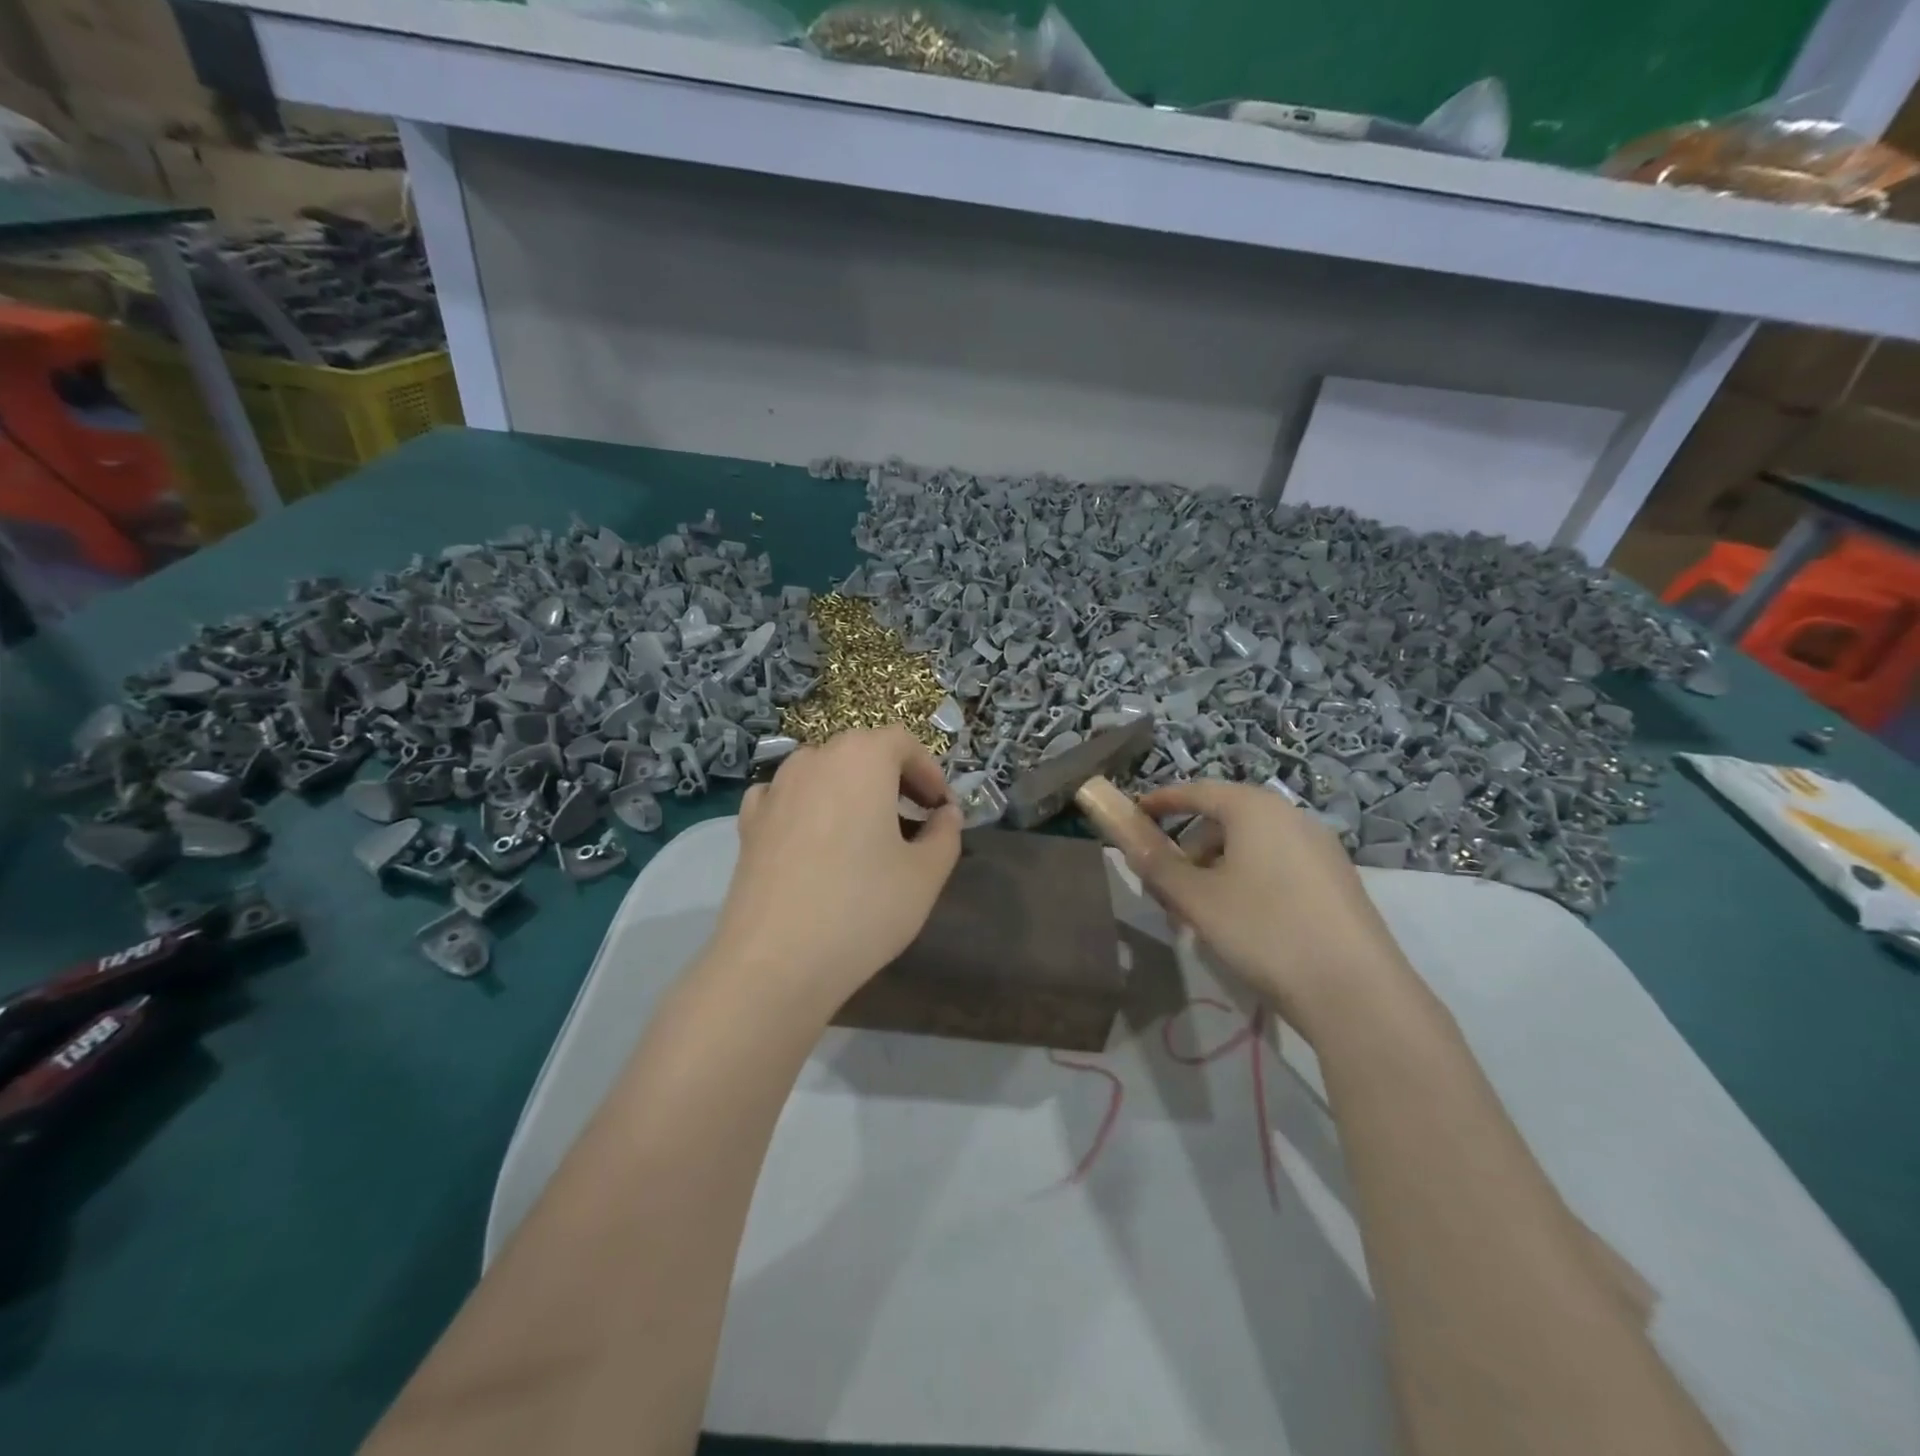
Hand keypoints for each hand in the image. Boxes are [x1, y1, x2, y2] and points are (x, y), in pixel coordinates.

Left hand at [704, 727, 961, 1013]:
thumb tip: (945, 814)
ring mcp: (775, 789)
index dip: (928, 771)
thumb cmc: (863, 908)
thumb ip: (945, 834)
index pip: (902, 743)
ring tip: (866, 834)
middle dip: (892, 779)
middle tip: (913, 821)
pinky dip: (809, 807)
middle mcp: (814, 759)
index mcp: (861, 759)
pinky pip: (787, 798)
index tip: (940, 808)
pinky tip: (817, 841)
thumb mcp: (925, 874)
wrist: (775, 961)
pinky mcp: (748, 822)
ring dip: (851, 791)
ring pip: (823, 773)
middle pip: (861, 753)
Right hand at [1129, 781, 1416, 1037]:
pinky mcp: (1337, 880)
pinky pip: (1278, 865)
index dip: (1162, 801)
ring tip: (1202, 913)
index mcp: (1255, 809)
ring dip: (1218, 868)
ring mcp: (1321, 848)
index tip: (1135, 815)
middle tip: (1167, 885)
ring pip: (1252, 845)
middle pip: (1226, 819)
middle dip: (1190, 847)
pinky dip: (1249, 880)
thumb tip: (1126, 837)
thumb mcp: (1196, 898)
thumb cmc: (1264, 930)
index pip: (1197, 790)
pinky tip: (1243, 923)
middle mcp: (1291, 816)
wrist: (1356, 992)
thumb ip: (1157, 864)